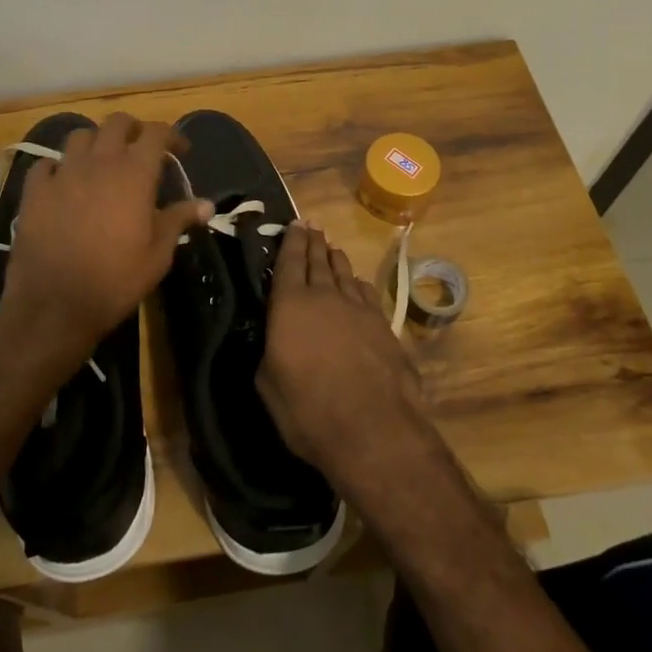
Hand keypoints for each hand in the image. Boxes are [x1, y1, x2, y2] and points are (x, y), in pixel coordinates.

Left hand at [0, 113, 212, 365]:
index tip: (181, 151)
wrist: (55, 304)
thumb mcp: (158, 255)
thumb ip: (179, 220)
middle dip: (134, 129)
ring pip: (80, 135)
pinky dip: (58, 166)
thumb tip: (206, 204)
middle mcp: (99, 162)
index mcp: (134, 173)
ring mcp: (63, 173)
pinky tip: (63, 182)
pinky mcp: (34, 190)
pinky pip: (46, 163)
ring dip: (96, 142)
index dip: (172, 135)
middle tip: (141, 149)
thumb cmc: (116, 280)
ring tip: (101, 161)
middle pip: (117, 123)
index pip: (157, 133)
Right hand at [256, 222, 425, 478]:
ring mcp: (358, 308)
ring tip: (331, 248)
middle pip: (318, 260)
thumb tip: (275, 342)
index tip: (294, 224)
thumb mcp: (268, 385)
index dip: (291, 241)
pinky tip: (357, 283)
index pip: (289, 262)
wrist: (372, 428)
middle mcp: (324, 296)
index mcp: (290, 305)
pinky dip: (358, 283)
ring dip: (336, 259)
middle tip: (311, 226)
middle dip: (313, 242)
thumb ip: (269, 352)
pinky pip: (366, 292)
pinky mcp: (383, 325)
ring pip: (344, 272)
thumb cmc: (308, 409)